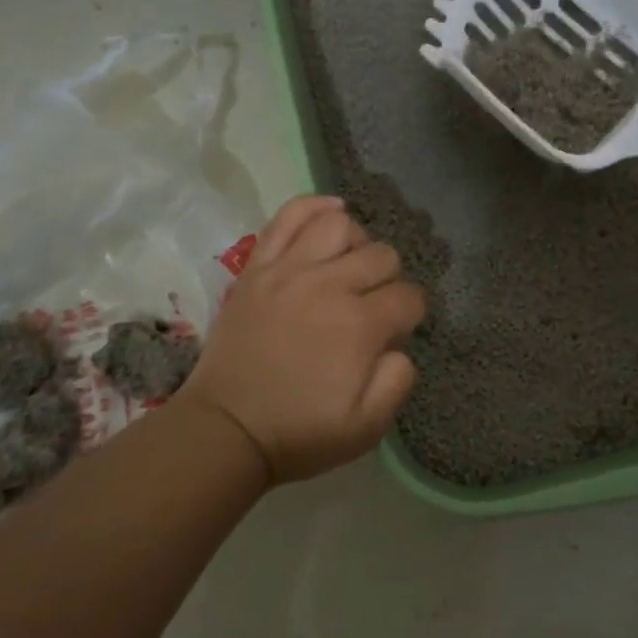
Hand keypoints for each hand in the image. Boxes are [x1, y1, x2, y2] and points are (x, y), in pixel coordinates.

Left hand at [178, 195, 424, 484]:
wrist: (226, 429)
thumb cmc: (300, 432)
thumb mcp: (367, 427)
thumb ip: (398, 380)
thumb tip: (399, 344)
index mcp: (359, 326)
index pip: (408, 297)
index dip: (412, 314)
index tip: (397, 331)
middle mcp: (327, 286)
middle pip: (382, 255)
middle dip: (390, 280)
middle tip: (374, 304)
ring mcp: (287, 271)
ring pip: (340, 225)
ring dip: (357, 242)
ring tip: (350, 265)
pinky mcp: (257, 267)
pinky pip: (288, 217)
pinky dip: (314, 205)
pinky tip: (331, 212)